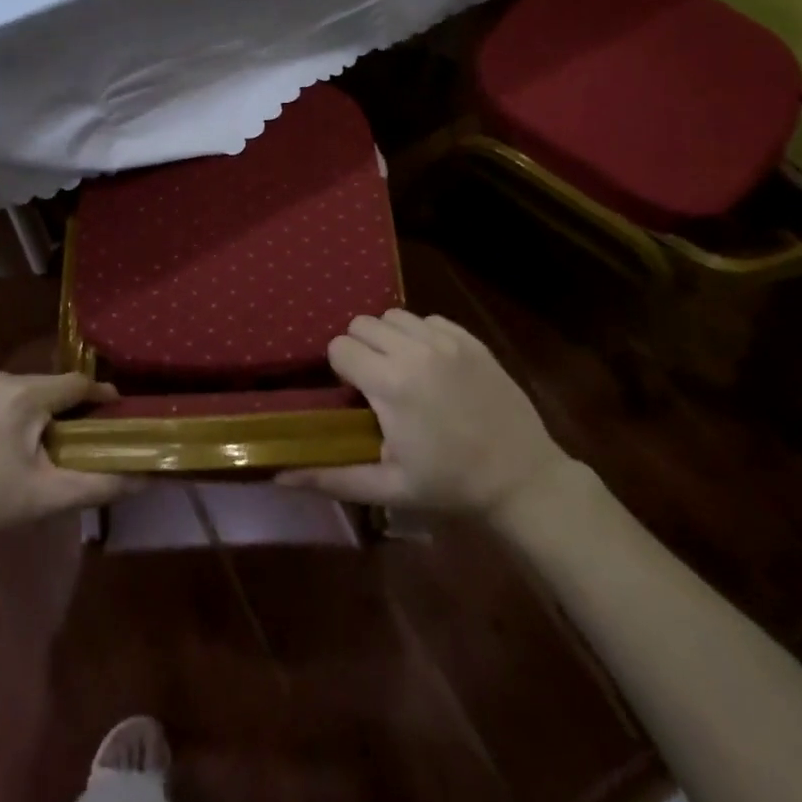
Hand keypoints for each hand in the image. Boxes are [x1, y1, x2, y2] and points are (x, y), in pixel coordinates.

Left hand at [0, 371, 136, 563]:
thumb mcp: (46, 499)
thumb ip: (100, 484)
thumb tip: (148, 476)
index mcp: (24, 395)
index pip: (76, 384)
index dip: (98, 398)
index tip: (113, 413)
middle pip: (43, 386)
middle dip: (59, 409)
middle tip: (66, 443)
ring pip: (12, 391)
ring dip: (25, 411)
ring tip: (23, 449)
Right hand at [280, 309, 576, 520]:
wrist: (522, 479)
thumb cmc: (450, 485)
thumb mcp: (389, 487)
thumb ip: (331, 476)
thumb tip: (279, 476)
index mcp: (390, 383)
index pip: (340, 346)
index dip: (341, 369)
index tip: (355, 394)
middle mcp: (415, 351)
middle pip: (362, 323)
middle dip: (360, 349)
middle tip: (375, 382)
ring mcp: (447, 341)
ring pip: (394, 315)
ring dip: (388, 337)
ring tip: (401, 370)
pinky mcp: (470, 339)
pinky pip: (428, 319)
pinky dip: (420, 335)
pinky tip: (431, 365)